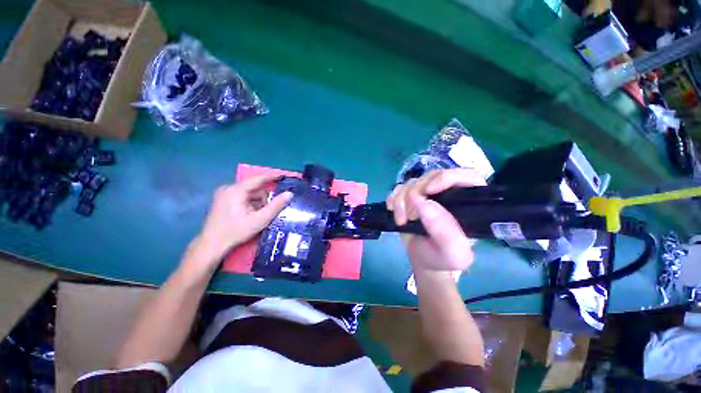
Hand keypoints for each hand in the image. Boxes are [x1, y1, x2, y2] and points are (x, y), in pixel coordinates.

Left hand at [181, 174, 292, 280]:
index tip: (285, 175)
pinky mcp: (222, 200)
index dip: (273, 176)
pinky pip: (243, 197)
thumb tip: (290, 193)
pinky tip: (250, 215)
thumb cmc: (236, 231)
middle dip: (264, 198)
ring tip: (258, 216)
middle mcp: (228, 188)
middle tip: (269, 210)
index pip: (258, 179)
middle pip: (254, 188)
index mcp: (236, 190)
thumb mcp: (260, 219)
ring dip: (258, 202)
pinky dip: (250, 204)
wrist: (212, 245)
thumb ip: (276, 206)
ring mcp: (224, 194)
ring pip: (249, 193)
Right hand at [386, 169, 485, 271]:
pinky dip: (393, 199)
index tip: (428, 191)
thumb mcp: (453, 254)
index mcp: (468, 203)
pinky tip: (394, 212)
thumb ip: (445, 233)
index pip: (466, 176)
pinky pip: (398, 188)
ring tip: (402, 221)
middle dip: (414, 194)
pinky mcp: (410, 196)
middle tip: (409, 216)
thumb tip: (424, 203)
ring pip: (412, 182)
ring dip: (401, 200)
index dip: (446, 178)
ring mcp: (427, 193)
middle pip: (431, 176)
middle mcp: (448, 193)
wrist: (422, 259)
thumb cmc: (442, 258)